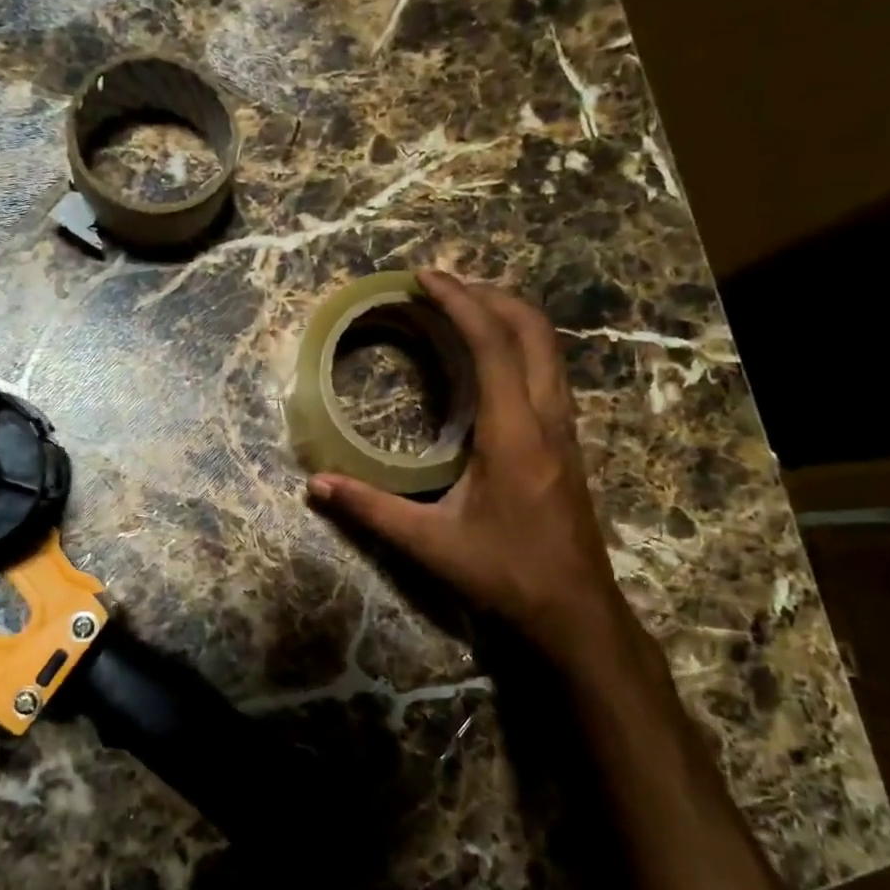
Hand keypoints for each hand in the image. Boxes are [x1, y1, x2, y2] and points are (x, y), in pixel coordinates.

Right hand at [308, 272, 641, 668]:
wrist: (575, 612)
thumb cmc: (505, 575)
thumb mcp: (430, 545)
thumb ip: (371, 510)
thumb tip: (315, 485)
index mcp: (514, 432)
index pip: (492, 344)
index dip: (459, 302)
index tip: (424, 277)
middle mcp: (547, 417)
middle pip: (532, 328)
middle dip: (487, 294)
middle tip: (439, 285)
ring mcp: (564, 427)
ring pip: (547, 346)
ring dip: (507, 314)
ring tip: (461, 307)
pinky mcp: (567, 440)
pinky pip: (547, 368)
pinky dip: (518, 342)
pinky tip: (487, 358)